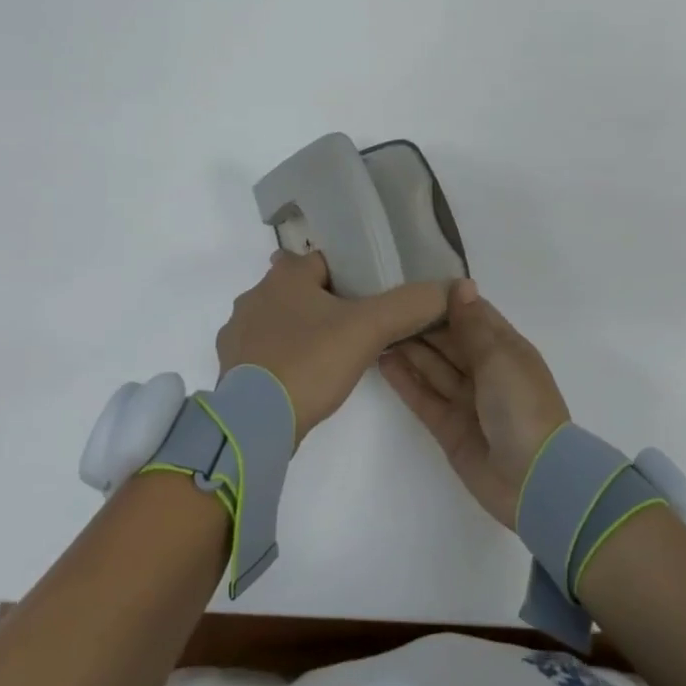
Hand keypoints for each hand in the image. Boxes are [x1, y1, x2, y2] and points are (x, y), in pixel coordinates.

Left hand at [217, 250, 451, 443]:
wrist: (255, 424)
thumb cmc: (310, 362)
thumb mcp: (369, 329)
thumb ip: (410, 305)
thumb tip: (452, 286)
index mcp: (285, 276)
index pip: (326, 261)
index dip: (354, 277)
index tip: (375, 299)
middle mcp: (255, 295)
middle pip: (302, 290)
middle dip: (328, 304)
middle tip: (360, 328)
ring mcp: (238, 333)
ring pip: (282, 320)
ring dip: (305, 331)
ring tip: (334, 354)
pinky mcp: (233, 367)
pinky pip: (267, 351)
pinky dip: (286, 358)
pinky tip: (306, 377)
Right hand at [379, 280, 571, 527]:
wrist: (534, 480)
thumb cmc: (522, 406)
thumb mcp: (500, 357)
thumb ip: (472, 324)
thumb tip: (461, 284)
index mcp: (507, 350)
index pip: (473, 316)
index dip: (446, 302)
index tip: (414, 287)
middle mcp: (486, 372)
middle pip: (450, 341)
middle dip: (422, 325)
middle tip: (385, 306)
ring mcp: (467, 401)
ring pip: (433, 368)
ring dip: (409, 350)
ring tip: (377, 330)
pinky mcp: (448, 427)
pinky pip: (423, 397)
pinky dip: (405, 381)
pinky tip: (383, 361)